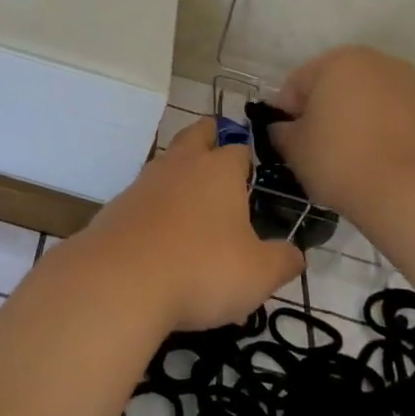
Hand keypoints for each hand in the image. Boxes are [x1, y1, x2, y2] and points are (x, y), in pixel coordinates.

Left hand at [72, 118, 304, 333]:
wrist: (121, 280)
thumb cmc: (202, 268)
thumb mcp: (258, 273)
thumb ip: (283, 260)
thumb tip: (296, 254)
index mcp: (219, 170)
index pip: (238, 149)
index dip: (247, 159)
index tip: (253, 174)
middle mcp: (180, 165)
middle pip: (195, 135)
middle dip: (208, 137)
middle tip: (217, 147)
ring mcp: (144, 182)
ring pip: (166, 162)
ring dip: (179, 170)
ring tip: (192, 194)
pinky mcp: (118, 206)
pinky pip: (144, 195)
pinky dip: (155, 204)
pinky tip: (161, 229)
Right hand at [270, 46, 414, 221]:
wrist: (407, 194)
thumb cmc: (339, 161)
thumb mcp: (293, 147)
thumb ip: (281, 130)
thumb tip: (285, 127)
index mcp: (339, 62)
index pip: (298, 83)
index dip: (288, 111)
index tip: (288, 139)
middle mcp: (379, 63)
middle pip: (339, 84)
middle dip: (327, 108)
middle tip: (319, 145)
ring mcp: (414, 87)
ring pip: (373, 98)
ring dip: (360, 117)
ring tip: (354, 154)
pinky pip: (401, 118)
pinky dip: (390, 131)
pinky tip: (383, 160)